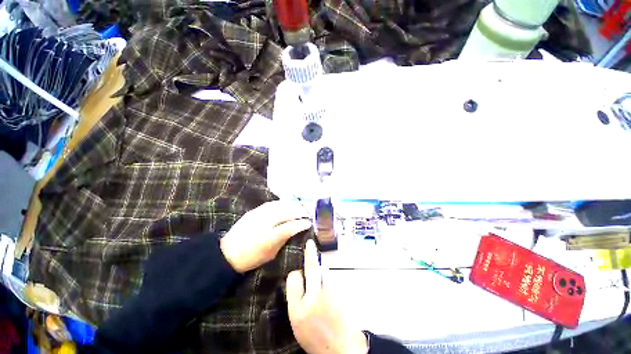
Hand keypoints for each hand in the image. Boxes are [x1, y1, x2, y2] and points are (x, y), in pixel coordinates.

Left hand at [220, 201, 311, 272]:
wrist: (226, 253)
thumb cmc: (250, 257)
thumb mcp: (270, 253)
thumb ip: (284, 239)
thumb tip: (297, 229)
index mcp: (268, 237)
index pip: (289, 227)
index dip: (301, 223)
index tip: (309, 222)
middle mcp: (263, 222)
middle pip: (286, 212)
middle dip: (299, 211)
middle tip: (307, 213)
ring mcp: (258, 214)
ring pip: (280, 205)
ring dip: (292, 205)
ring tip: (299, 207)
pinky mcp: (254, 210)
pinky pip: (272, 203)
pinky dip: (282, 203)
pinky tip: (287, 204)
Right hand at [286, 240, 368, 353]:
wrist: (342, 349)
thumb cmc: (317, 338)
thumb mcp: (298, 324)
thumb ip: (296, 300)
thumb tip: (298, 278)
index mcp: (298, 310)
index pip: (293, 280)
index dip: (295, 274)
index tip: (297, 271)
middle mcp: (314, 298)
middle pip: (311, 268)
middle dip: (310, 253)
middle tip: (309, 243)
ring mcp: (330, 293)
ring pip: (324, 271)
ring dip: (322, 270)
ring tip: (321, 277)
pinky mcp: (341, 292)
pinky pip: (332, 279)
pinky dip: (328, 278)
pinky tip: (328, 285)